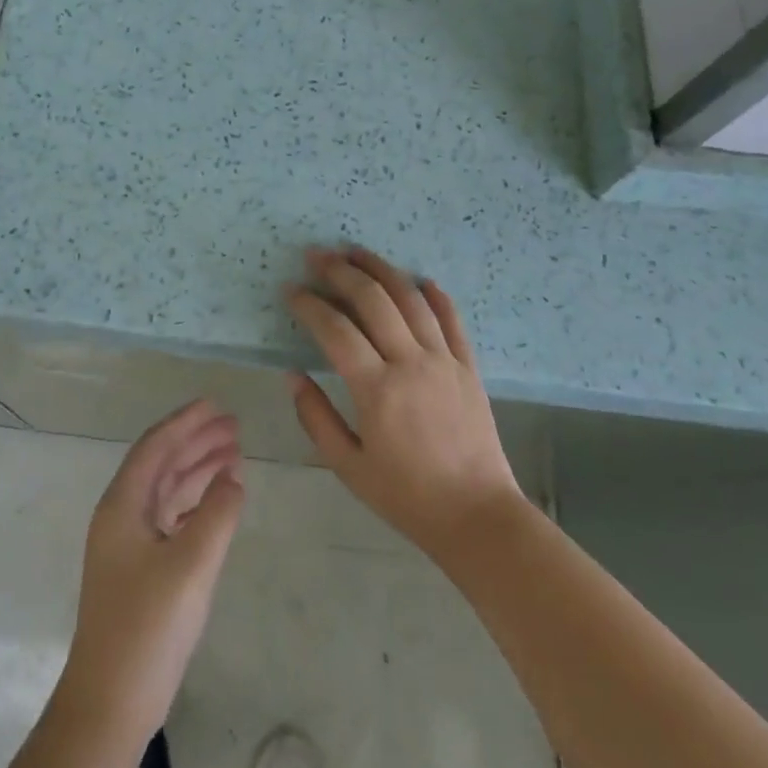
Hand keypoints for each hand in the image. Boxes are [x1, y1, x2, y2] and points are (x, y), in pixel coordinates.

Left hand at [63, 400, 245, 734]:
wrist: (109, 705)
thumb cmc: (148, 628)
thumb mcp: (191, 565)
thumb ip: (217, 513)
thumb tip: (233, 477)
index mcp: (122, 506)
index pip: (155, 447)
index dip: (185, 422)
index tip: (216, 404)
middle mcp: (121, 517)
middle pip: (161, 464)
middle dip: (196, 442)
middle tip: (235, 427)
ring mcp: (128, 546)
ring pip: (166, 491)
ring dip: (197, 471)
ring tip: (235, 455)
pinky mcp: (139, 571)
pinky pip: (170, 519)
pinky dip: (195, 503)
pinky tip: (218, 502)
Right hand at [287, 246, 524, 560]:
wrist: (477, 516)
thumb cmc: (406, 496)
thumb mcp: (348, 465)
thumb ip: (315, 417)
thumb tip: (292, 375)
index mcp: (376, 389)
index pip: (335, 330)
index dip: (309, 305)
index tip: (291, 290)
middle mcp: (411, 363)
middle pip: (373, 300)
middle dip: (341, 271)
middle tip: (317, 255)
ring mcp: (444, 360)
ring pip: (411, 299)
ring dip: (381, 270)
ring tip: (357, 252)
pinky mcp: (468, 366)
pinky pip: (451, 319)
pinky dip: (434, 294)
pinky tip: (420, 279)